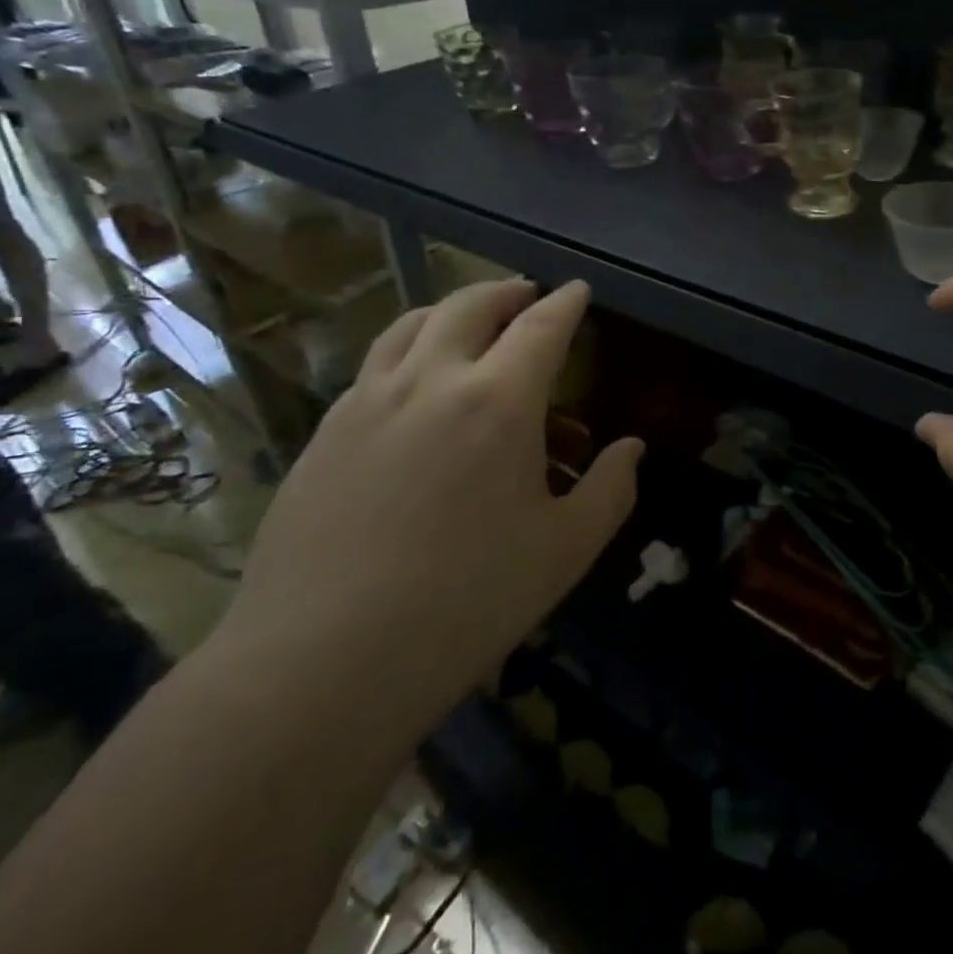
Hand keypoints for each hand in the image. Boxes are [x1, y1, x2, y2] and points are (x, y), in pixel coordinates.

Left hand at [220, 280, 639, 735]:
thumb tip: (631, 448)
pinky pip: (375, 364)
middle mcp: (431, 381)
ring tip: (470, 320)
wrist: (321, 664)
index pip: (541, 326)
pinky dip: (408, 347)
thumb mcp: (565, 551)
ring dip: (452, 309)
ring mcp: (368, 401)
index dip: (566, 302)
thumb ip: (609, 489)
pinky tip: (414, 381)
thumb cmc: (465, 603)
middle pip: (471, 305)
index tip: (579, 289)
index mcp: (498, 402)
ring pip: (412, 324)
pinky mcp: (325, 432)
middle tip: (528, 295)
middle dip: (507, 291)